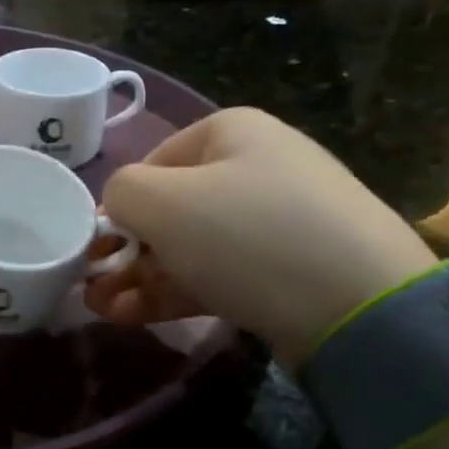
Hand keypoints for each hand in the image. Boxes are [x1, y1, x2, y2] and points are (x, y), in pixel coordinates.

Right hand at [84, 108, 437, 363]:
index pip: (153, 162)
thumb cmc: (247, 234)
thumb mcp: (164, 202)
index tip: (94, 248)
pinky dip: (176, 291)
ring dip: (141, 276)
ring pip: (191, 247)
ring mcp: (277, 222)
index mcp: (231, 132)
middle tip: (91, 287)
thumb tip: (116, 208)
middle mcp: (257, 168)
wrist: (357, 304)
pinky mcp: (287, 271)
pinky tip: (137, 315)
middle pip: (172, 209)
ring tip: (103, 309)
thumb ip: (121, 193)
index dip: (118, 206)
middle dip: (125, 250)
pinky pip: (219, 274)